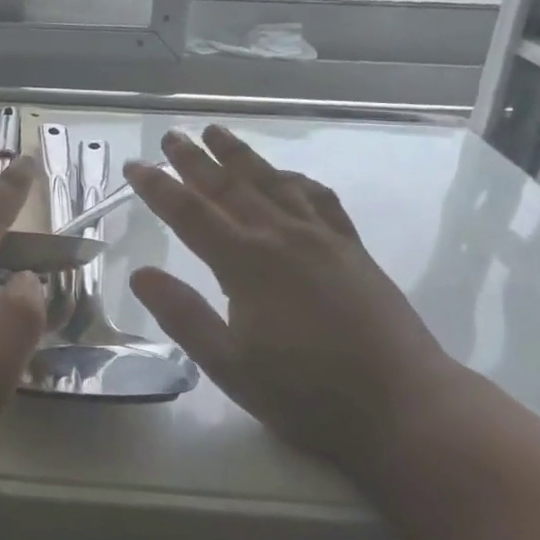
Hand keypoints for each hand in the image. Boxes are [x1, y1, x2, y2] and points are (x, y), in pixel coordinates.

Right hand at [124, 126, 455, 476]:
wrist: (404, 406)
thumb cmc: (306, 394)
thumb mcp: (229, 366)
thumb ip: (183, 316)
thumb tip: (141, 274)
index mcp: (246, 264)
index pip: (190, 214)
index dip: (159, 188)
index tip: (135, 166)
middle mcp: (282, 238)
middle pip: (230, 187)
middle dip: (196, 160)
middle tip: (171, 135)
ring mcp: (322, 239)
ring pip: (273, 182)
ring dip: (242, 156)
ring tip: (218, 132)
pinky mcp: (352, 249)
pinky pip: (318, 198)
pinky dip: (295, 179)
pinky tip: (287, 176)